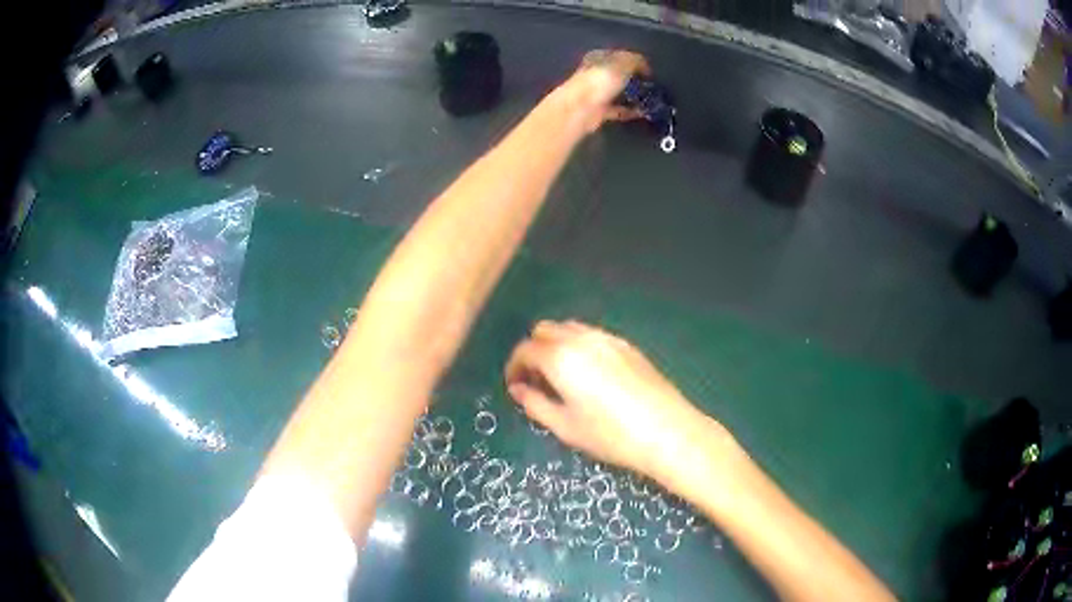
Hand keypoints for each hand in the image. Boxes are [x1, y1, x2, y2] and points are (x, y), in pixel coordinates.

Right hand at [504, 320, 720, 478]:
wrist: (666, 431)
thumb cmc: (610, 434)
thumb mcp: (565, 426)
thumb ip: (535, 404)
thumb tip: (518, 389)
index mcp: (560, 357)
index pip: (525, 350)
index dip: (514, 367)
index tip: (515, 386)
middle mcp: (581, 339)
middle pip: (545, 330)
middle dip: (533, 351)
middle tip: (536, 381)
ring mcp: (607, 338)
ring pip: (569, 329)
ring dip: (556, 345)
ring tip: (562, 378)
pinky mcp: (627, 345)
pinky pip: (592, 336)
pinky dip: (579, 346)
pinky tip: (589, 375)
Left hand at [564, 50, 651, 131]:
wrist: (581, 109)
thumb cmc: (600, 80)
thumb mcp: (622, 63)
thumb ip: (635, 61)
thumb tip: (645, 65)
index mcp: (597, 58)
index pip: (618, 55)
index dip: (633, 60)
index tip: (649, 68)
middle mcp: (596, 74)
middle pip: (618, 74)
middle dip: (633, 77)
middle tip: (652, 83)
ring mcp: (597, 93)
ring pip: (618, 91)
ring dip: (633, 95)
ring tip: (651, 97)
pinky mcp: (600, 111)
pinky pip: (619, 109)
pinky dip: (631, 111)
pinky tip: (644, 112)